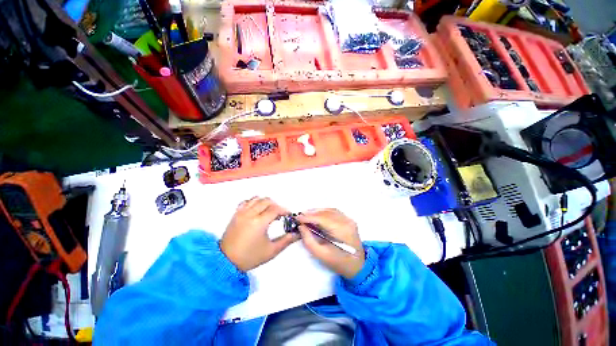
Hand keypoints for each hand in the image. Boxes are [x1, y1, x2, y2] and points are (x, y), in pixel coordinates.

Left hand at [221, 197, 298, 271]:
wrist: (226, 261)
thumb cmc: (250, 257)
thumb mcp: (271, 251)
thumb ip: (286, 240)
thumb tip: (297, 234)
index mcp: (259, 222)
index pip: (275, 209)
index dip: (284, 210)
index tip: (288, 215)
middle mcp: (250, 214)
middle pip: (267, 201)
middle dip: (276, 205)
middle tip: (279, 214)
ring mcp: (241, 212)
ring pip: (256, 198)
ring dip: (265, 202)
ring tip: (268, 211)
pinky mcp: (235, 214)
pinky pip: (246, 202)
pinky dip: (253, 202)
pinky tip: (256, 210)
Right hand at [296, 209, 364, 278]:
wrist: (358, 265)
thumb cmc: (339, 263)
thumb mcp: (321, 255)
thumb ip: (309, 240)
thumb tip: (301, 226)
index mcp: (342, 231)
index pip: (322, 219)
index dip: (309, 217)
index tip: (297, 218)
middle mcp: (347, 221)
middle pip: (326, 213)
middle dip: (311, 213)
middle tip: (300, 216)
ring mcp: (349, 219)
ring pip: (330, 210)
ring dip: (317, 211)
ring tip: (306, 215)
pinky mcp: (348, 219)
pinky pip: (334, 211)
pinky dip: (323, 212)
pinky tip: (316, 215)